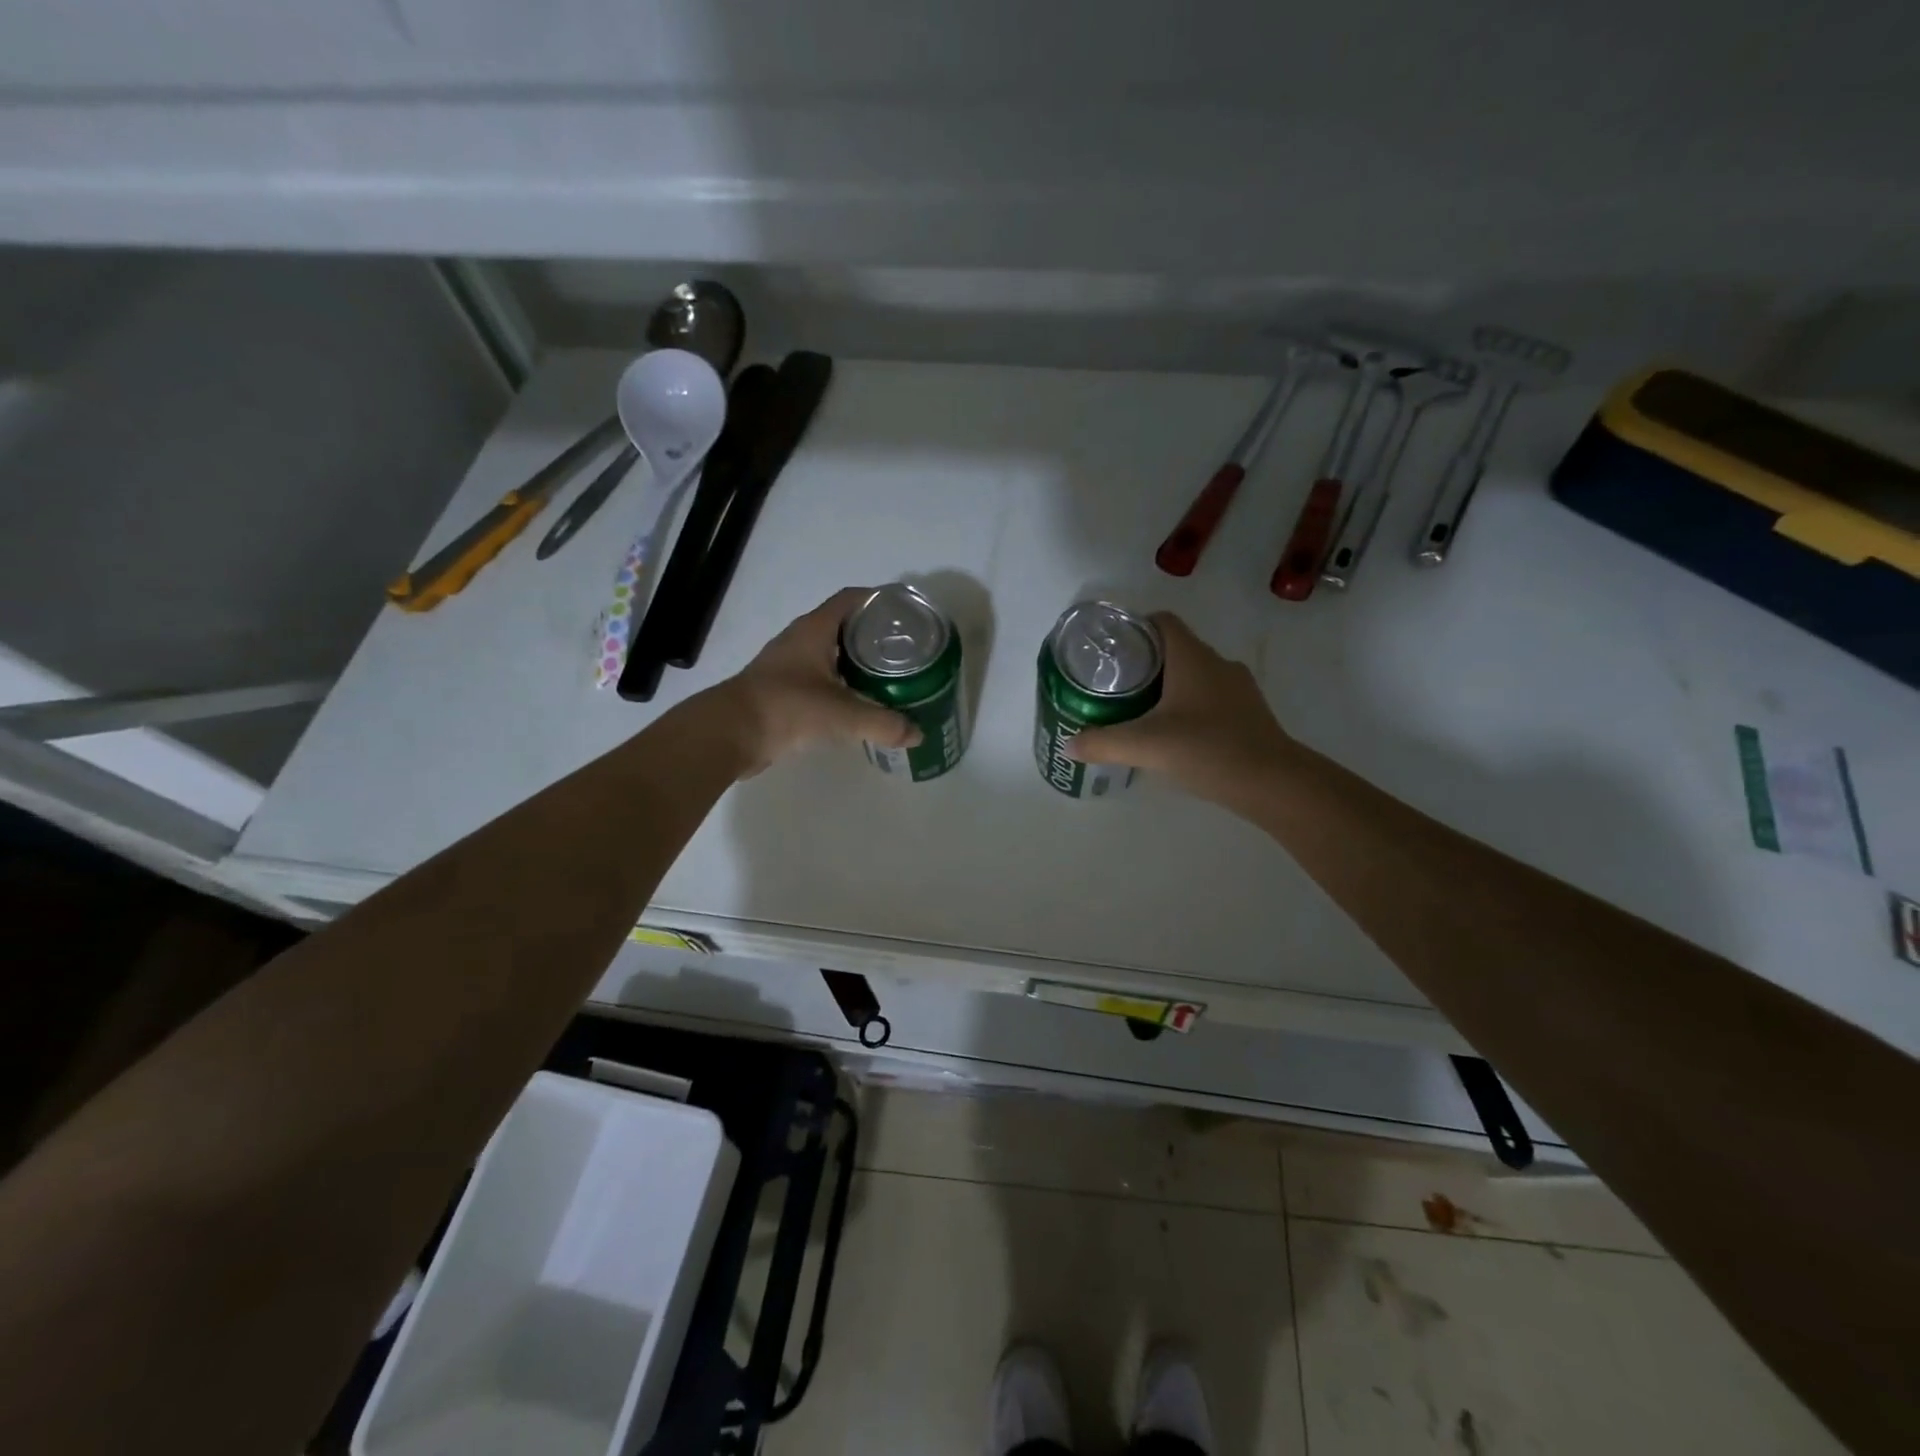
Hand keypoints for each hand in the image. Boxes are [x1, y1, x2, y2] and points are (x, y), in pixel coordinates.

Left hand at [717, 588, 921, 774]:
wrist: (731, 733)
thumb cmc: (787, 708)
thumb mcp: (842, 715)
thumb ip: (883, 723)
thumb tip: (918, 734)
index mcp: (814, 629)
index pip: (851, 600)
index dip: (878, 600)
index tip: (905, 612)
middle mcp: (800, 639)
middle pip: (844, 626)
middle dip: (874, 634)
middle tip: (905, 649)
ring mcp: (788, 664)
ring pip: (831, 653)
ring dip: (857, 661)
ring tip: (889, 675)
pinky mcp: (782, 689)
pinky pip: (820, 677)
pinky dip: (841, 683)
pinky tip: (858, 701)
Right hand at [1067, 613, 1292, 803]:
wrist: (1274, 783)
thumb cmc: (1209, 750)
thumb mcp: (1147, 746)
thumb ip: (1104, 743)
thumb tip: (1070, 744)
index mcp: (1192, 658)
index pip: (1161, 622)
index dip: (1134, 628)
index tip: (1110, 650)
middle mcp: (1217, 663)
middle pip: (1175, 648)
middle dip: (1144, 662)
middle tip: (1115, 685)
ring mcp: (1237, 688)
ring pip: (1194, 674)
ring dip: (1167, 686)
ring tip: (1139, 710)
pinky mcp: (1248, 713)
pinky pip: (1210, 697)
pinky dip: (1189, 706)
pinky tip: (1174, 734)